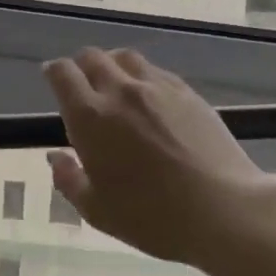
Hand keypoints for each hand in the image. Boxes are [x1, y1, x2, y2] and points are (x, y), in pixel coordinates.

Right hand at [43, 48, 275, 265]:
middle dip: (80, 66)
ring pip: (125, 57)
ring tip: (115, 85)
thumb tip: (56, 157)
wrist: (223, 210)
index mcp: (90, 117)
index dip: (54, 72)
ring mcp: (157, 88)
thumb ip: (69, 180)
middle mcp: (120, 92)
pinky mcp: (188, 92)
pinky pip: (156, 71)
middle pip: (92, 57)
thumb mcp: (97, 211)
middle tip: (82, 86)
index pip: (63, 73)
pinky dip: (142, 76)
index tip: (52, 80)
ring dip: (112, 65)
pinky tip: (148, 98)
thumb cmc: (152, 217)